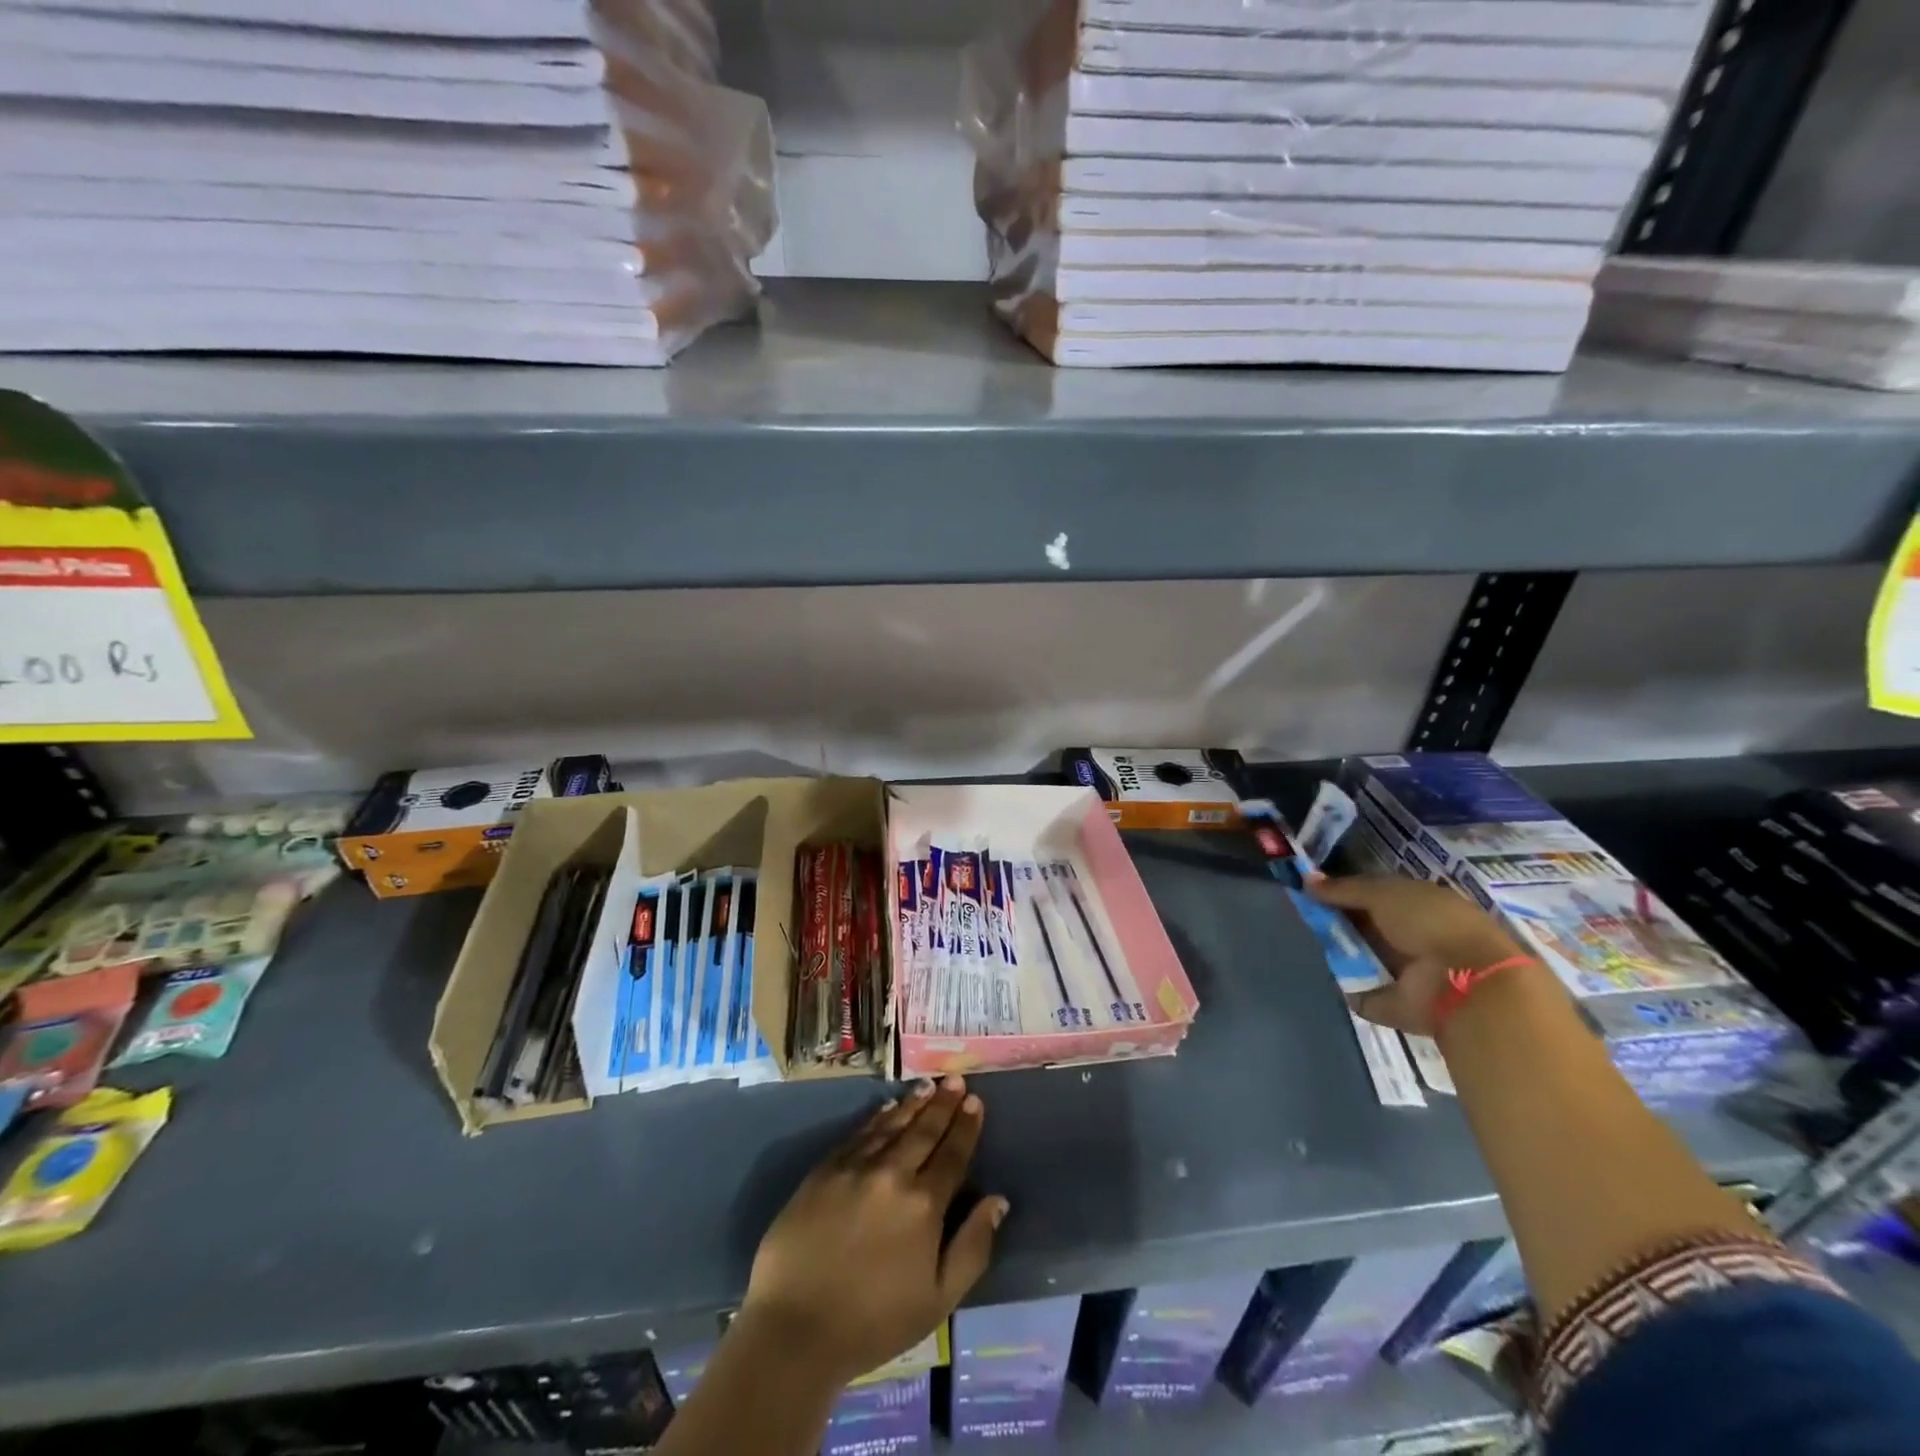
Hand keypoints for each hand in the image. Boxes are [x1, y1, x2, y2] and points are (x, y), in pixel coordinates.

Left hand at [742, 1075, 1007, 1386]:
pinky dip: (877, 1117)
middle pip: (924, 1131)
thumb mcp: (938, 1300)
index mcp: (924, 1205)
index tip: (976, 1101)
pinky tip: (887, 1107)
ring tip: (928, 1085)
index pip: (952, 1154)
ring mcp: (855, 1167)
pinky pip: (858, 1133)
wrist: (795, 1328)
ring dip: (913, 1103)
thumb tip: (997, 1201)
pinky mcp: (824, 1170)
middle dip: (943, 1104)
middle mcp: (893, 1174)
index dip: (966, 1127)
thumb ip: (972, 1247)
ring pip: (892, 1125)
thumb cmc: (873, 1323)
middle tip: (956, 1080)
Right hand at [1306, 871, 1523, 1036]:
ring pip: (1357, 953)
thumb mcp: (1382, 893)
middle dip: (1334, 919)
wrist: (1463, 982)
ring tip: (1302, 938)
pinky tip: (1316, 967)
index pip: (1372, 893)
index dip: (1343, 890)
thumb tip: (1305, 879)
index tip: (1310, 889)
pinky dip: (1340, 980)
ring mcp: (1401, 969)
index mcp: (1417, 903)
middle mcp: (1410, 934)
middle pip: (1362, 924)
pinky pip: (1356, 986)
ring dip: (1335, 948)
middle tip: (1300, 913)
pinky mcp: (1391, 999)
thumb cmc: (1429, 923)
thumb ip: (1343, 888)